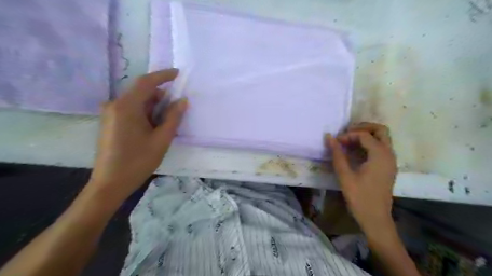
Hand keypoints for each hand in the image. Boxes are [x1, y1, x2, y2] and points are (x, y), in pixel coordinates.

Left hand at [88, 68, 187, 198]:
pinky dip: (145, 113)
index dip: (163, 76)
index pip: (146, 82)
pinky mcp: (110, 122)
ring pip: (137, 102)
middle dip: (161, 97)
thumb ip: (174, 117)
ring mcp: (110, 114)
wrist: (110, 183)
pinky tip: (154, 127)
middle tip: (177, 108)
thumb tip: (183, 101)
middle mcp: (115, 105)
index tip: (178, 73)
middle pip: (142, 92)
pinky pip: (131, 110)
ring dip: (154, 107)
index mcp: (127, 107)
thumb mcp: (162, 139)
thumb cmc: (138, 161)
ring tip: (166, 122)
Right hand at [326, 122, 396, 238]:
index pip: (364, 135)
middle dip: (363, 128)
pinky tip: (355, 152)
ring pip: (382, 138)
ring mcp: (390, 161)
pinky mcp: (388, 167)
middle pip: (380, 130)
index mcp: (380, 155)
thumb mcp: (345, 175)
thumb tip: (328, 137)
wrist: (375, 218)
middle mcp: (389, 154)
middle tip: (346, 133)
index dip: (348, 135)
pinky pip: (381, 148)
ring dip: (366, 136)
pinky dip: (369, 144)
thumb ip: (337, 154)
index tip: (336, 142)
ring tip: (348, 142)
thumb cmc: (359, 197)